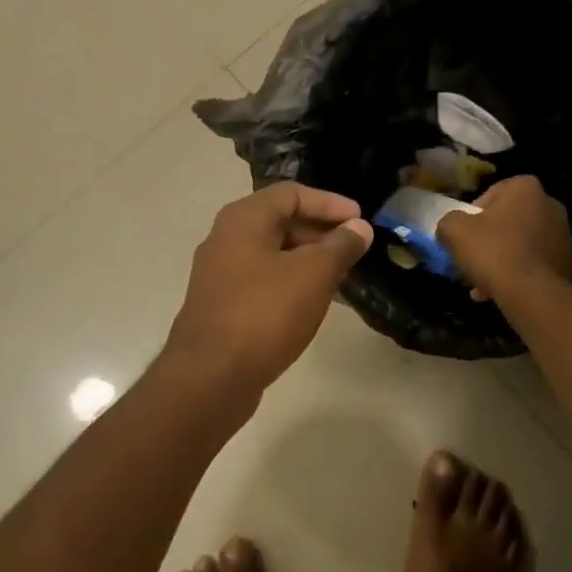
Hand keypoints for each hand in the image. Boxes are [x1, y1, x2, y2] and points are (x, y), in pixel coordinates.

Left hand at [163, 182, 373, 393]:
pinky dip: (292, 283)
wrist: (210, 377)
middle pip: (280, 221)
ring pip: (273, 254)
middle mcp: (226, 239)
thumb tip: (359, 227)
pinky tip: (315, 304)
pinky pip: (263, 281)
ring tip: (342, 277)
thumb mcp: (313, 275)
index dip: (330, 203)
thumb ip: (340, 246)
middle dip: (321, 232)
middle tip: (354, 249)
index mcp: (243, 220)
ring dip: (309, 260)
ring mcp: (220, 275)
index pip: (292, 194)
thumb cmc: (264, 314)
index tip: (361, 221)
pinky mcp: (222, 306)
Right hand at [438, 175, 571, 301]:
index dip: (473, 215)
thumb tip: (450, 228)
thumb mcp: (454, 230)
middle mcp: (549, 204)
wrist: (532, 292)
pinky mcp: (567, 261)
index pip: (491, 194)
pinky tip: (499, 293)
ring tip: (481, 284)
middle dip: (489, 240)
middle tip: (471, 260)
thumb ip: (448, 222)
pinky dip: (517, 274)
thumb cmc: (493, 250)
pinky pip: (534, 264)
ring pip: (520, 245)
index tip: (464, 235)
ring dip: (501, 260)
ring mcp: (562, 234)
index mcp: (525, 188)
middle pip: (507, 221)